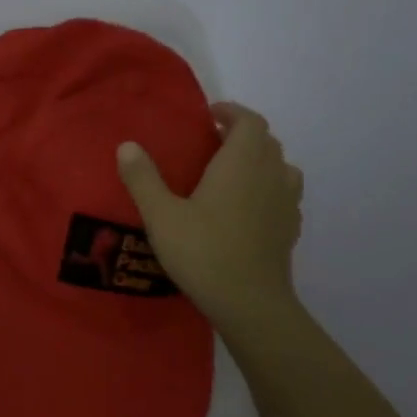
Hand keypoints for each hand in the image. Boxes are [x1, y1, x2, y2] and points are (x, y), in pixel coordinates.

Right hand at [116, 101, 303, 335]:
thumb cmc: (203, 252)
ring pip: (280, 167)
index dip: (232, 113)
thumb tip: (127, 145)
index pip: (249, 121)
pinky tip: (248, 209)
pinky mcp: (290, 229)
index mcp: (242, 162)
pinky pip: (283, 195)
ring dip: (260, 162)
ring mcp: (286, 202)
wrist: (249, 303)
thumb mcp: (161, 215)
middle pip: (266, 141)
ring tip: (233, 175)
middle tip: (213, 144)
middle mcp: (271, 174)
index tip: (210, 116)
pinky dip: (268, 190)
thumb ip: (143, 178)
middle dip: (242, 135)